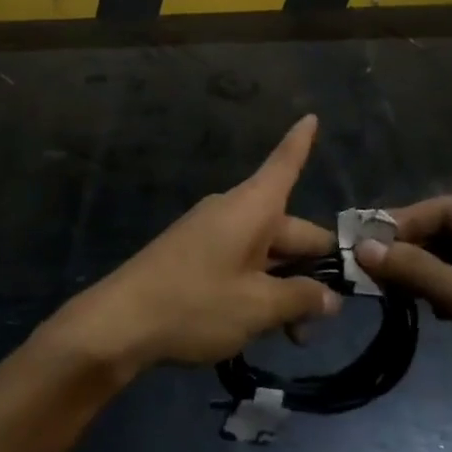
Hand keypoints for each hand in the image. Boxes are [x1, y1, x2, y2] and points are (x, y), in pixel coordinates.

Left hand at [49, 116, 341, 377]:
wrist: (121, 322)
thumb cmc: (195, 303)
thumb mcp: (257, 306)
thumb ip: (300, 298)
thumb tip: (330, 297)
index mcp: (253, 207)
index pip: (285, 164)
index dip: (302, 142)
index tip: (311, 114)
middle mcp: (235, 211)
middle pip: (288, 227)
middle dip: (313, 268)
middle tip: (331, 314)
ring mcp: (212, 233)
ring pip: (267, 253)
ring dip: (287, 287)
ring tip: (297, 337)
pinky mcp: (196, 256)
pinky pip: (242, 263)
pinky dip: (260, 288)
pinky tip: (266, 327)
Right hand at [356, 196, 451, 423]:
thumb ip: (417, 270)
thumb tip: (362, 248)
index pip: (447, 208)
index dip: (404, 221)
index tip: (365, 241)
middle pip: (449, 229)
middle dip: (410, 246)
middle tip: (369, 264)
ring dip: (420, 268)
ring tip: (388, 286)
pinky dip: (437, 288)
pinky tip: (422, 306)